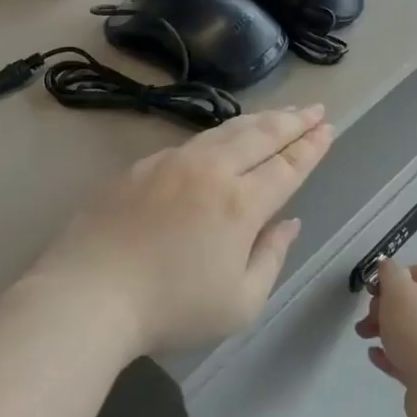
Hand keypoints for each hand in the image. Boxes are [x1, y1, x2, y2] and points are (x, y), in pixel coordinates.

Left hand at [27, 106, 333, 356]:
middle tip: (314, 108)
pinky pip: (191, 143)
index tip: (327, 127)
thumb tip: (289, 223)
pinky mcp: (140, 166)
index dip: (310, 146)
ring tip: (278, 114)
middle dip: (292, 121)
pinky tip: (221, 138)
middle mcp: (211, 171)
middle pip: (260, 135)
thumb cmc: (171, 308)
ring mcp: (172, 163)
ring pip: (224, 131)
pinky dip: (218, 135)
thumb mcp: (240, 303)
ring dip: (257, 120)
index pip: (287, 165)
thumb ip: (271, 257)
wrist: (89, 293)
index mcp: (241, 204)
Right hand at [356, 261, 416, 416]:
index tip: (372, 289)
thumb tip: (387, 264)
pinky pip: (407, 359)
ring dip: (383, 331)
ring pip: (407, 332)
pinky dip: (389, 356)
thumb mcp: (399, 291)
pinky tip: (374, 356)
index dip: (393, 276)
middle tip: (367, 316)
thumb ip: (389, 273)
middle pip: (411, 303)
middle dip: (383, 307)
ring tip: (363, 336)